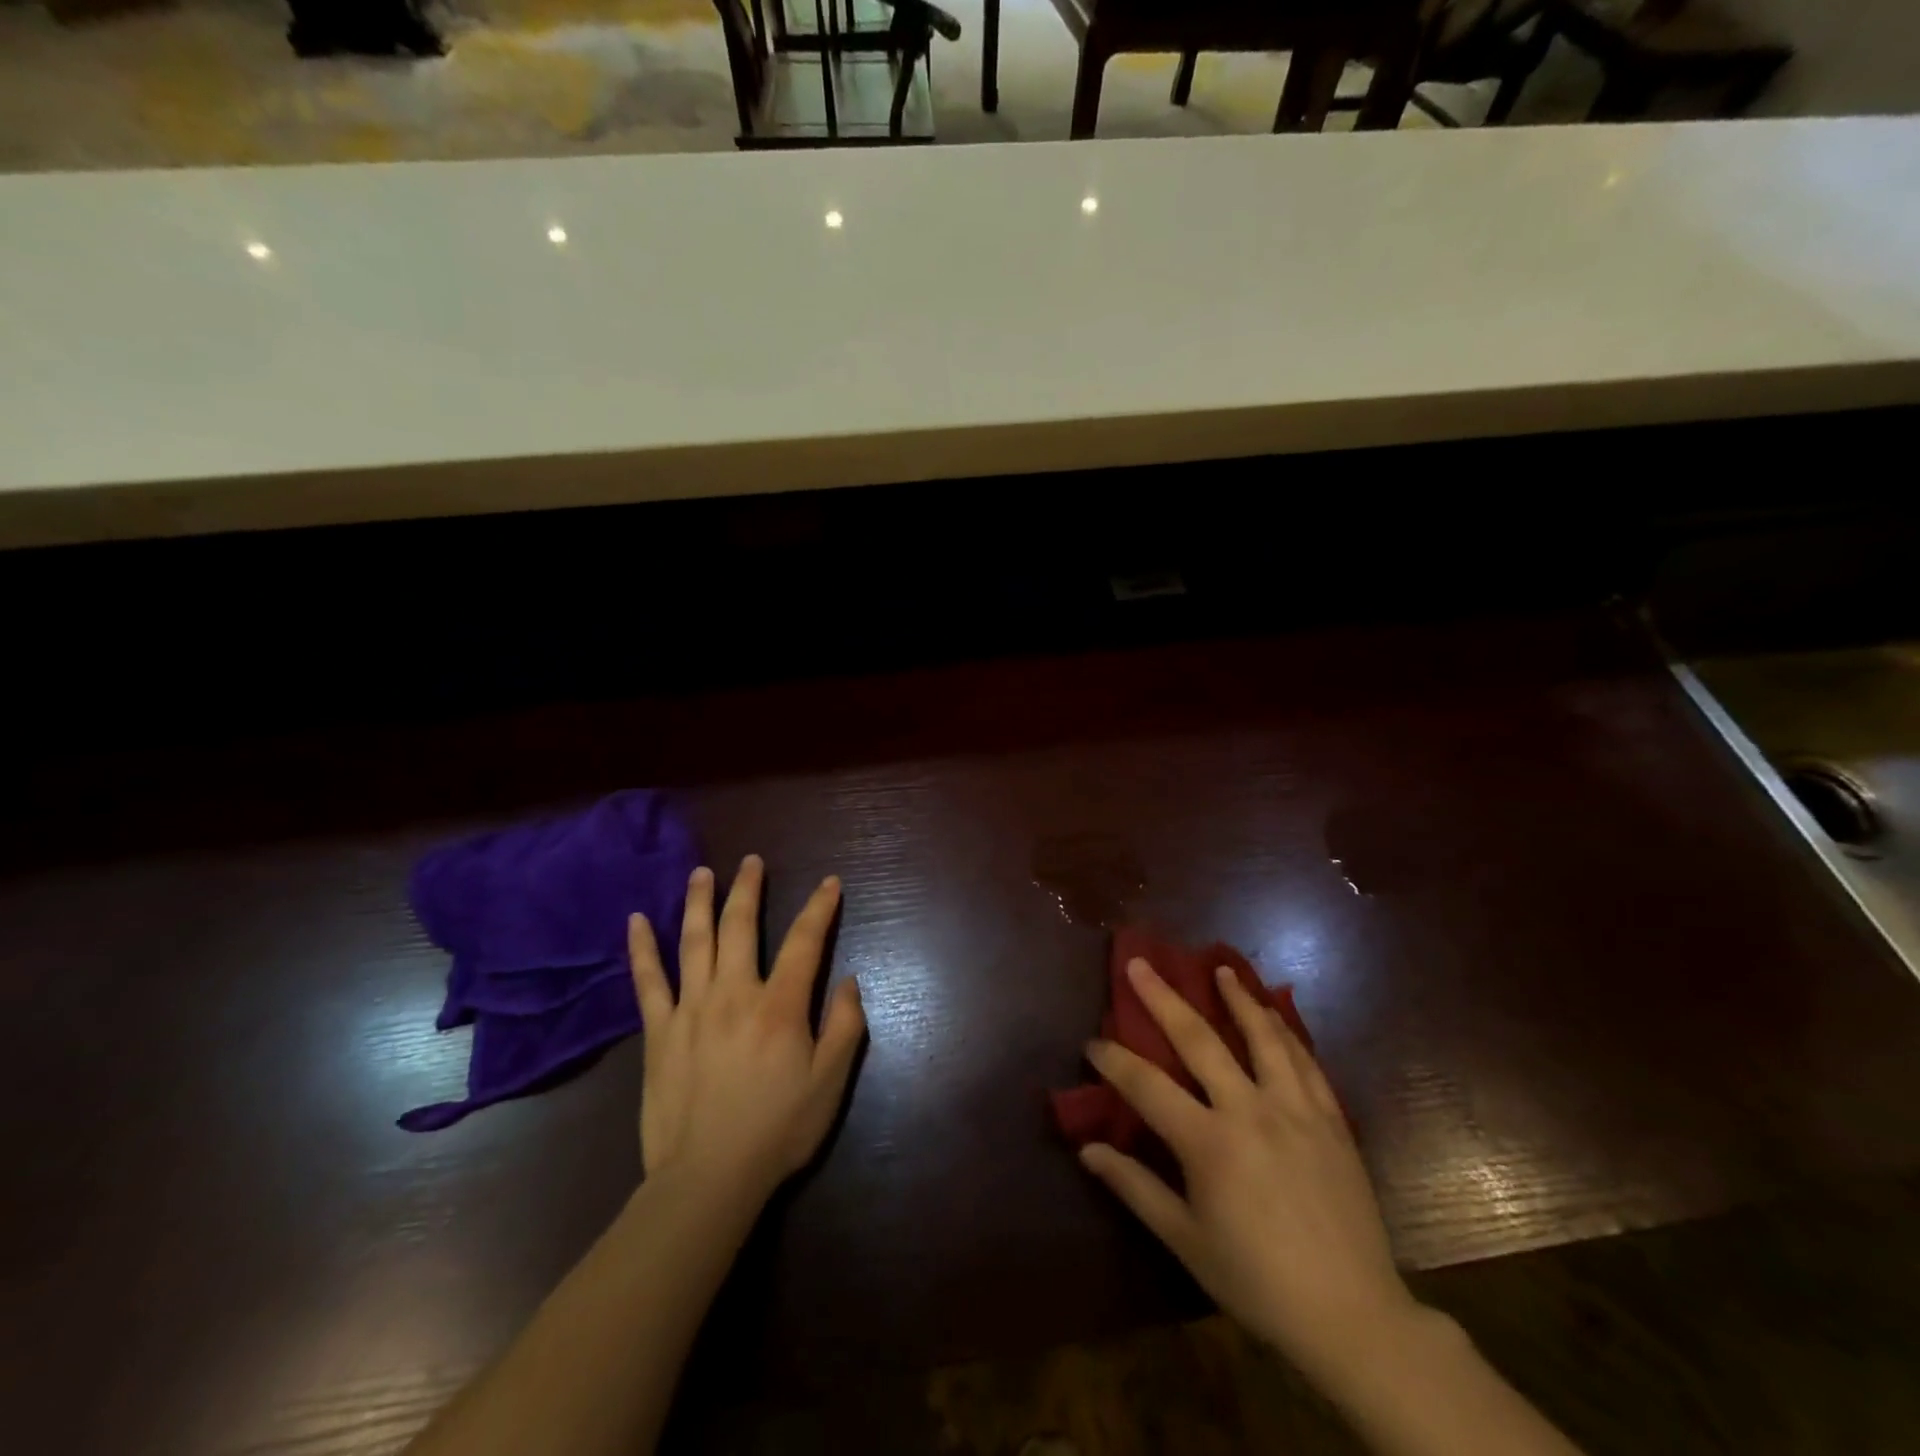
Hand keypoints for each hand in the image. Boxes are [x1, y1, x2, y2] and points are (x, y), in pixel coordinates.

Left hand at [628, 855, 865, 1207]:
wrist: (707, 1179)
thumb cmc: (777, 1130)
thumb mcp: (830, 1083)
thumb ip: (845, 1026)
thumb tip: (848, 979)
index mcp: (779, 1006)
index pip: (804, 942)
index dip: (819, 908)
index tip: (829, 883)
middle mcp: (734, 994)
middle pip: (741, 927)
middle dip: (749, 889)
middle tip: (752, 861)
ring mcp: (691, 1009)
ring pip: (694, 941)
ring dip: (699, 902)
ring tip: (702, 872)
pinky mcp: (658, 1032)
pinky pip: (648, 981)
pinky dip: (642, 949)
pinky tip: (636, 921)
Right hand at [1080, 957, 1418, 1385]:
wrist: (1353, 1317)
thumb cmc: (1258, 1281)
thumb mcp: (1186, 1240)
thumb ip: (1135, 1188)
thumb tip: (1087, 1150)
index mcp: (1209, 1143)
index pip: (1146, 1085)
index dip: (1113, 1060)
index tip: (1091, 1041)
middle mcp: (1250, 1111)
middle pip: (1199, 1040)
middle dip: (1163, 997)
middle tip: (1140, 963)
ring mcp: (1296, 1110)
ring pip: (1262, 1037)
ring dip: (1238, 998)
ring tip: (1220, 969)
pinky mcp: (1331, 1120)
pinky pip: (1305, 1061)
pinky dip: (1285, 1031)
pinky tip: (1275, 1014)